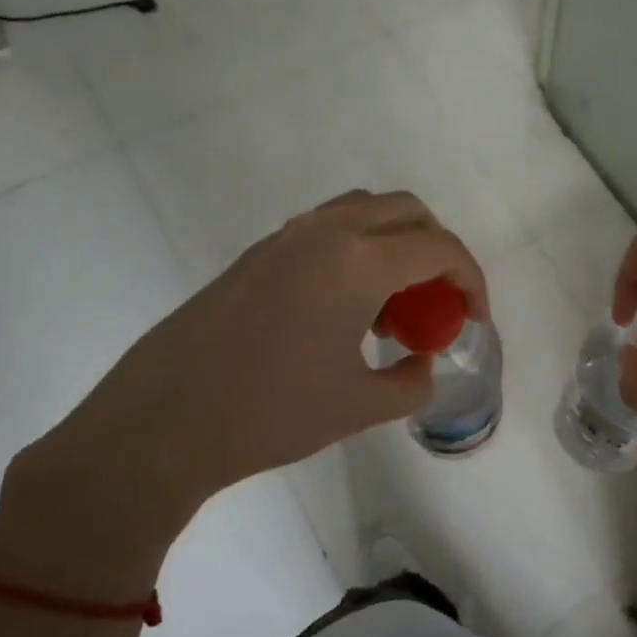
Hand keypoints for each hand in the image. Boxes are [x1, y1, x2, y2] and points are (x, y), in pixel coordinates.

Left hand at [0, 191, 488, 599]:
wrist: (161, 424)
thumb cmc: (270, 415)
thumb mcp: (358, 407)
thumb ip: (410, 383)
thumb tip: (423, 364)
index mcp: (359, 262)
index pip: (440, 247)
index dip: (470, 280)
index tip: (475, 319)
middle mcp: (326, 233)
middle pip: (407, 212)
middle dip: (437, 251)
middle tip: (437, 303)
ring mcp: (287, 237)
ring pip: (364, 212)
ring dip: (395, 245)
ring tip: (391, 308)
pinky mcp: (258, 254)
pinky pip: (327, 230)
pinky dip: (357, 251)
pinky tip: (344, 309)